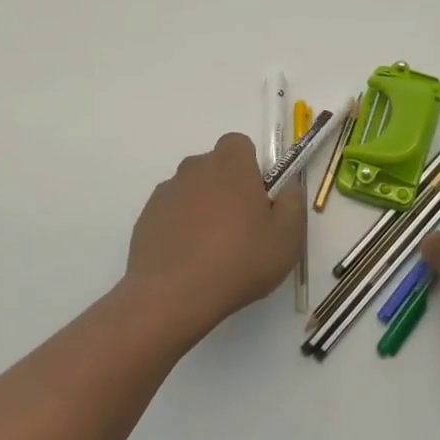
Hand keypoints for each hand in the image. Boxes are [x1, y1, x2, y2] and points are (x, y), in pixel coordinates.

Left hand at [123, 133, 304, 339]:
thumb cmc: (239, 261)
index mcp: (230, 164)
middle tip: (240, 229)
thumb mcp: (287, 238)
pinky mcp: (146, 217)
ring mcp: (165, 192)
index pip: (239, 144)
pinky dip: (180, 229)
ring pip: (191, 191)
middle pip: (214, 167)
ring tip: (212, 252)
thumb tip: (289, 187)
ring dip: (202, 209)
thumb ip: (293, 203)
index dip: (250, 167)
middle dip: (227, 188)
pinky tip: (188, 261)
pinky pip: (171, 214)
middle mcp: (194, 168)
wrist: (173, 295)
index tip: (257, 198)